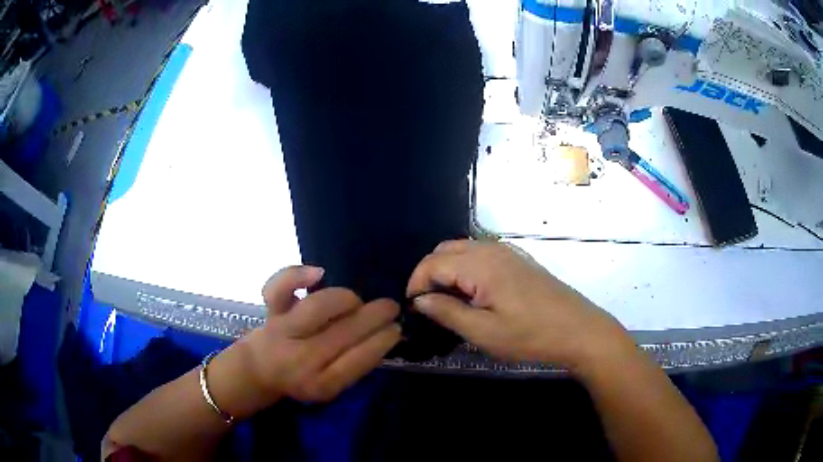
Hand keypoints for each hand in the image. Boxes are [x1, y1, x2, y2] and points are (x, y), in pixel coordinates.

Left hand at [216, 266, 400, 414]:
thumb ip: (356, 364)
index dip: (382, 340)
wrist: (259, 370)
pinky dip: (297, 275)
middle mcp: (301, 359)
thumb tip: (388, 333)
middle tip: (390, 307)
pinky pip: (279, 288)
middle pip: (343, 333)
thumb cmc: (302, 377)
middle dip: (375, 316)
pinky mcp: (270, 312)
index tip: (397, 327)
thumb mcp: (331, 384)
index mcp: (322, 384)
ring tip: (356, 301)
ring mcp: (283, 332)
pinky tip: (319, 273)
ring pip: (317, 308)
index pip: (359, 360)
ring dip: (346, 300)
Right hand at [407, 240, 631, 369]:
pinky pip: (481, 255)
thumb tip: (419, 300)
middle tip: (429, 305)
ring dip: (448, 271)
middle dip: (429, 274)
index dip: (416, 284)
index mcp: (480, 264)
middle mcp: (491, 249)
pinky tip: (474, 294)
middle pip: (445, 250)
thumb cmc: (530, 335)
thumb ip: (446, 312)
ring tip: (448, 302)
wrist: (579, 330)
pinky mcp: (519, 260)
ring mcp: (508, 252)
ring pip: (463, 250)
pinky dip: (467, 269)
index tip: (413, 309)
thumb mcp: (483, 332)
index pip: (432, 263)